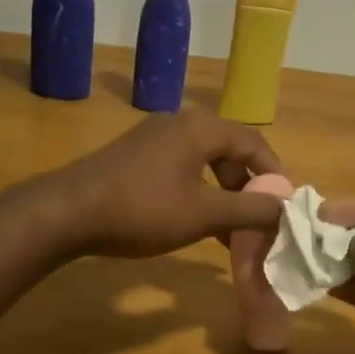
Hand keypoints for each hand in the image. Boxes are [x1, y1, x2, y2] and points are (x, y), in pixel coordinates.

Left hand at [49, 110, 286, 258]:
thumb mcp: (203, 213)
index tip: (285, 206)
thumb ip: (249, 209)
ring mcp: (154, 137)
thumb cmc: (142, 209)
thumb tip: (287, 206)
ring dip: (222, 194)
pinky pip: (180, 168)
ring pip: (204, 162)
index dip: (274, 174)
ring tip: (228, 230)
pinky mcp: (135, 155)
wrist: (67, 212)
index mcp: (201, 128)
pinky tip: (194, 222)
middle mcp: (180, 123)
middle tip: (256, 220)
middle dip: (246, 187)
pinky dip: (197, 192)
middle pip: (229, 150)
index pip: (254, 143)